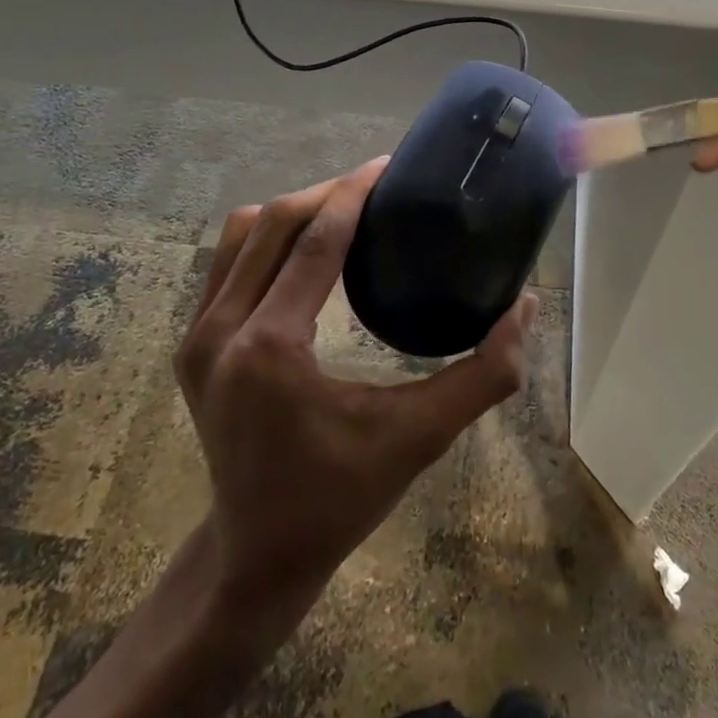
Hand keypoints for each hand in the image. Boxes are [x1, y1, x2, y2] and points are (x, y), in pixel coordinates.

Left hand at [175, 157, 536, 622]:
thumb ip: (483, 375)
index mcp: (270, 348)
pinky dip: (268, 239)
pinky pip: (228, 263)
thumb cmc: (342, 497)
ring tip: (344, 211)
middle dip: (327, 193)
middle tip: (377, 186)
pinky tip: (306, 248)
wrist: (257, 552)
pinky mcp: (192, 345)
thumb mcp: (419, 438)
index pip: (314, 242)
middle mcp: (222, 331)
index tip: (389, 165)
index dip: (354, 193)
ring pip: (243, 235)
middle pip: (274, 223)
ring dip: (294, 212)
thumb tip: (525, 308)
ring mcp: (197, 337)